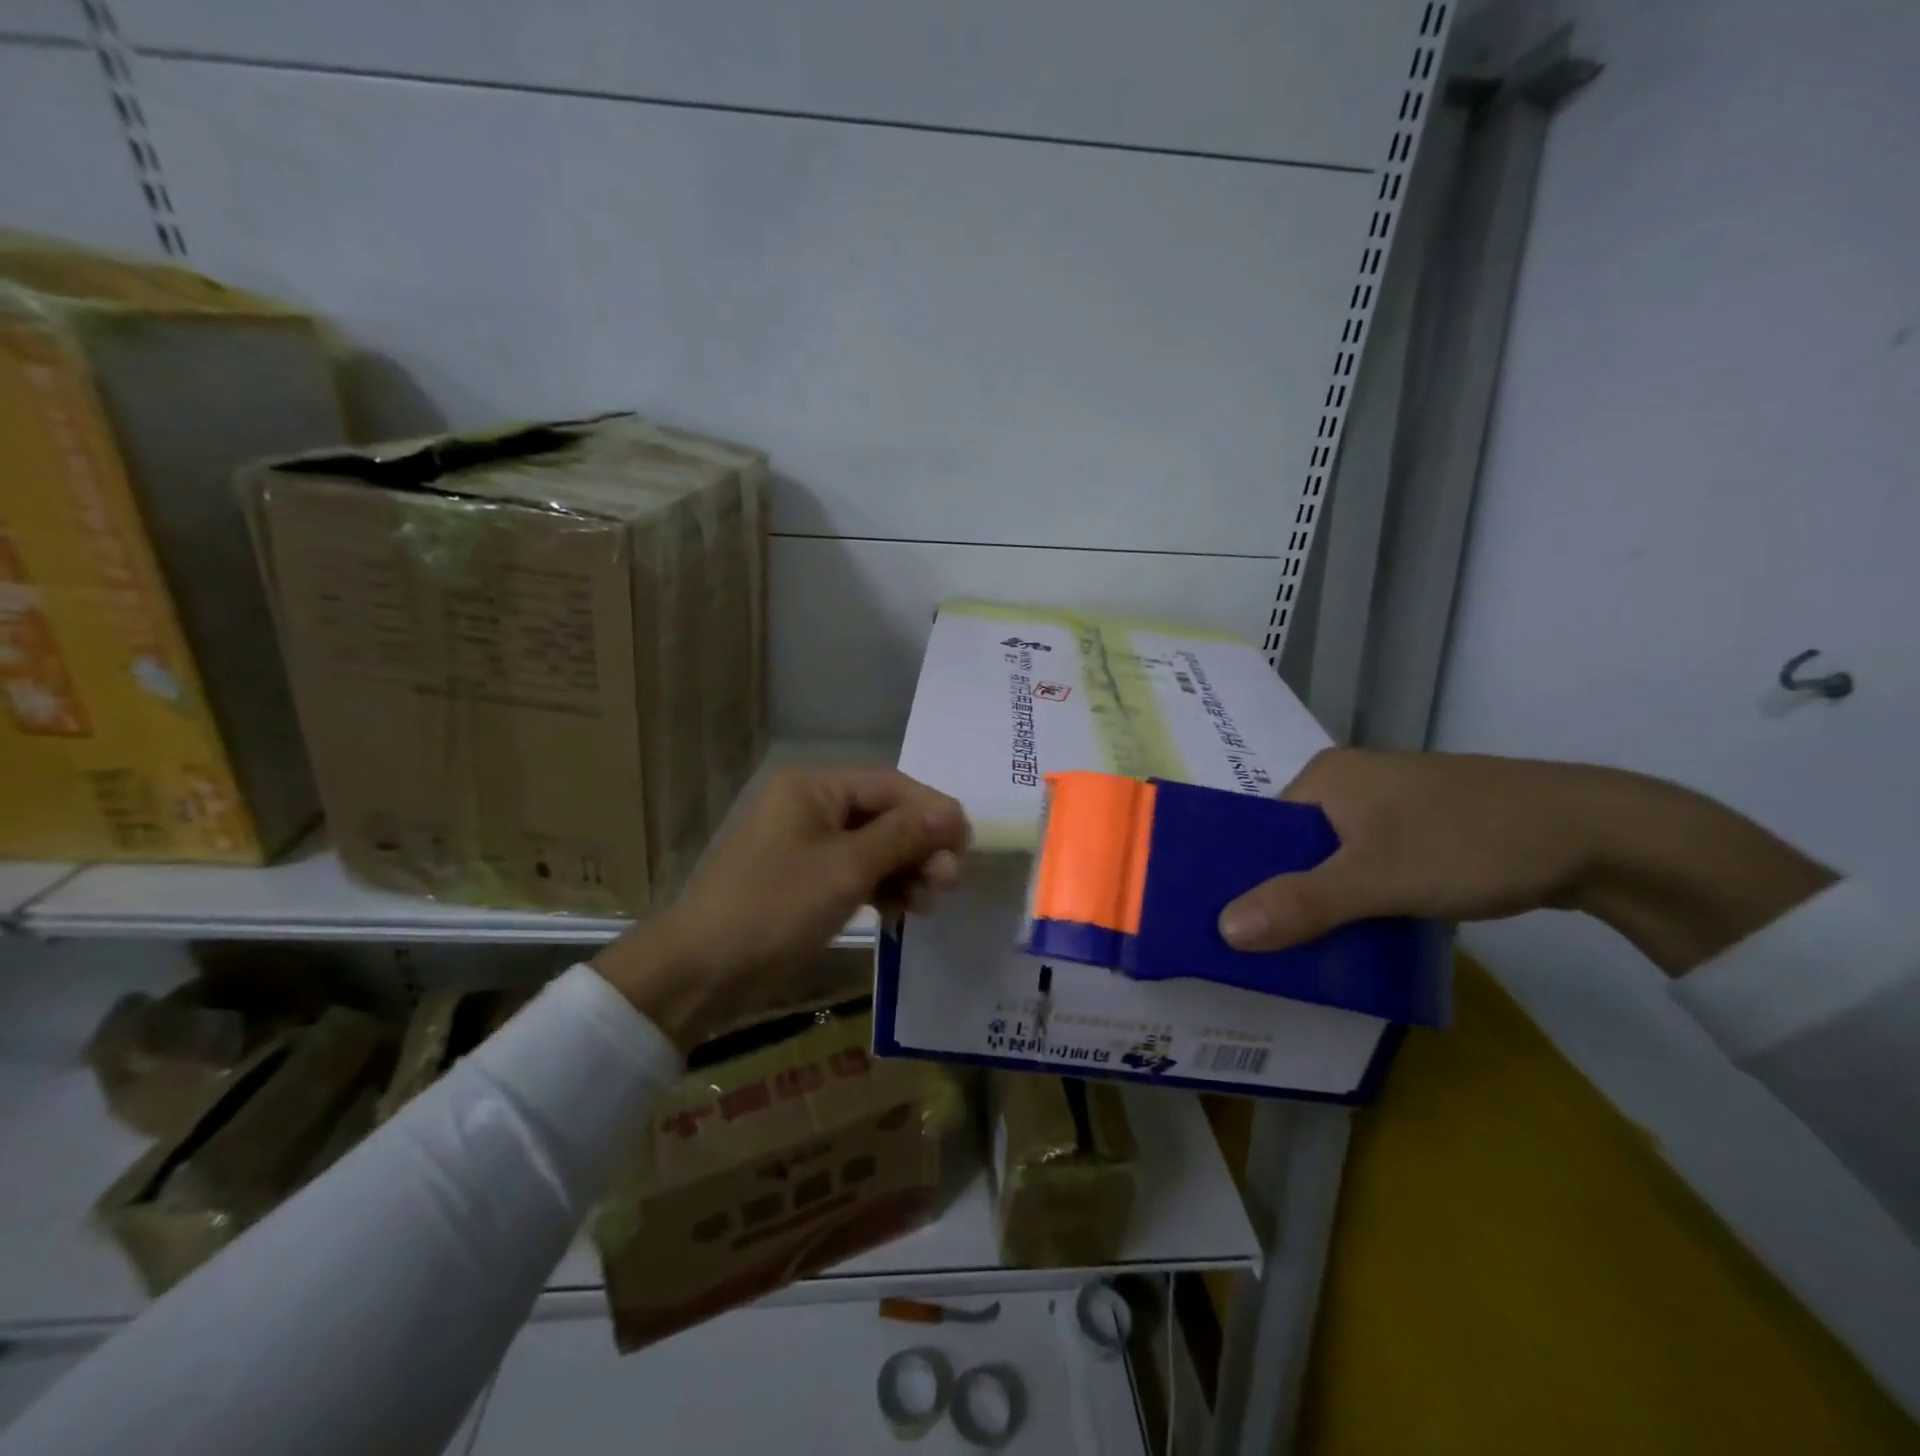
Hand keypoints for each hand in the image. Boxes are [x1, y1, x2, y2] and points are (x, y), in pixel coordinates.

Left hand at [592, 765, 969, 1047]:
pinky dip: (879, 888)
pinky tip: (899, 913)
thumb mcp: (846, 869)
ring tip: (928, 904)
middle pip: (883, 816)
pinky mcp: (802, 880)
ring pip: (872, 848)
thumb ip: (904, 836)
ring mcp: (804, 845)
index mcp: (813, 787)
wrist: (700, 972)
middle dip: (919, 848)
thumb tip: (955, 813)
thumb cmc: (775, 907)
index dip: (933, 811)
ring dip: (904, 871)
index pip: (890, 786)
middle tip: (948, 883)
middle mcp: (809, 805)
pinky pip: (853, 873)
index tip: (967, 845)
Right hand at [1218, 748, 1833, 975]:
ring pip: (1336, 859)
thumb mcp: (1378, 878)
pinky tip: (1366, 932)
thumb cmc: (1471, 843)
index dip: (1246, 876)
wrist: (1602, 835)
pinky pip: (1372, 864)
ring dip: (1328, 901)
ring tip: (1312, 949)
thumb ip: (1302, 903)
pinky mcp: (1426, 827)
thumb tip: (1223, 929)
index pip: (1262, 829)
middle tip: (1271, 948)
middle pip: (1297, 846)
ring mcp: (1392, 803)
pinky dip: (1364, 897)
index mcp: (1326, 776)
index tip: (1234, 926)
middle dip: (1288, 895)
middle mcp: (1351, 781)